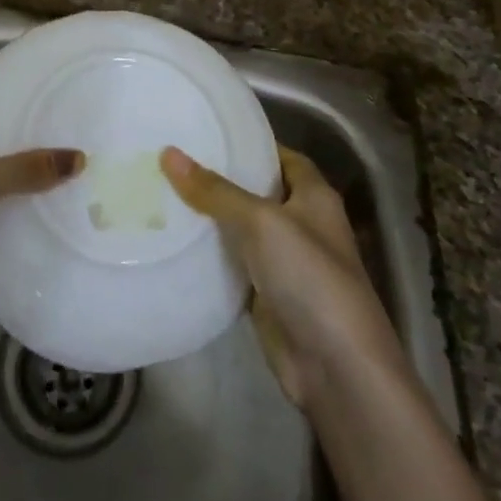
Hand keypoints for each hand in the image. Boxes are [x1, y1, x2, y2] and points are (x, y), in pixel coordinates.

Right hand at [162, 144, 403, 412]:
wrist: (336, 368)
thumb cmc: (309, 277)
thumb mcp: (261, 222)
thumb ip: (215, 190)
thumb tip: (169, 153)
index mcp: (314, 195)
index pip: (281, 155)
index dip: (250, 143)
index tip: (208, 132)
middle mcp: (302, 223)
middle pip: (257, 191)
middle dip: (221, 178)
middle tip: (174, 158)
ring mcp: (285, 262)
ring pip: (242, 228)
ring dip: (211, 216)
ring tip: (164, 190)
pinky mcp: (267, 295)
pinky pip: (234, 264)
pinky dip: (211, 254)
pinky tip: (175, 239)